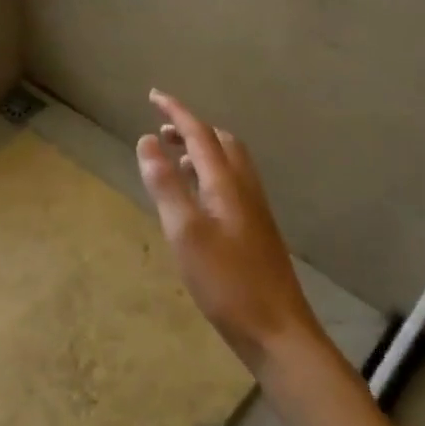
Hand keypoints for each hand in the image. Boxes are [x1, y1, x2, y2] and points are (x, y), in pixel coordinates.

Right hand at [137, 91, 324, 374]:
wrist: (277, 329)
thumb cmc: (226, 281)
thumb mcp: (184, 232)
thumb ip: (166, 184)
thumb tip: (147, 140)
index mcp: (226, 182)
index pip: (199, 133)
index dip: (175, 111)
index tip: (153, 95)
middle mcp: (244, 187)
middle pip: (220, 142)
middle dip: (191, 128)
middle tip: (162, 129)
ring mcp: (254, 209)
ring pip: (228, 162)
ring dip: (201, 150)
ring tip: (174, 156)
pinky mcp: (255, 229)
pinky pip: (231, 182)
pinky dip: (209, 172)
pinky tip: (197, 198)